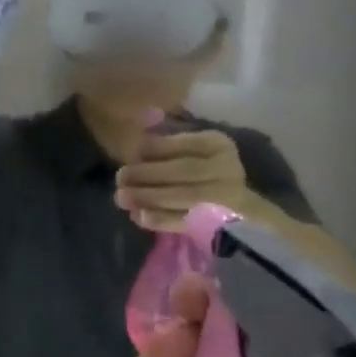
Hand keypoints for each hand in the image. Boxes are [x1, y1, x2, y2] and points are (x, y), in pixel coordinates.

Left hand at [114, 129, 249, 231]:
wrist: (235, 209)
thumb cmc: (203, 171)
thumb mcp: (191, 150)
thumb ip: (168, 141)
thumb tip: (138, 132)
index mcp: (218, 145)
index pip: (186, 143)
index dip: (157, 148)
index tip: (133, 152)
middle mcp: (228, 169)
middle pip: (184, 170)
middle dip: (147, 174)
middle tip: (120, 177)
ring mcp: (227, 198)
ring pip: (184, 196)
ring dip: (148, 197)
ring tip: (122, 197)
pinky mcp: (219, 224)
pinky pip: (186, 221)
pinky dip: (160, 219)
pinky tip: (138, 216)